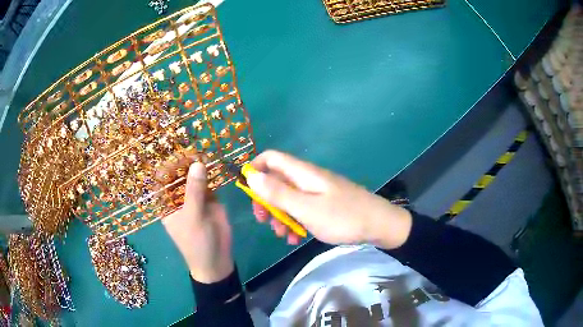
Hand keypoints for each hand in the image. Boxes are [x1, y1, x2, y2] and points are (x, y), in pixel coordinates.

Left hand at [162, 162, 233, 282]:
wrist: (217, 260)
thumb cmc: (196, 242)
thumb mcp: (193, 217)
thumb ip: (194, 191)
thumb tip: (197, 164)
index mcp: (167, 203)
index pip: (163, 179)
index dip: (169, 166)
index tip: (178, 154)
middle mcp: (178, 197)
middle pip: (180, 175)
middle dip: (186, 163)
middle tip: (194, 150)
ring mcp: (194, 198)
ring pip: (195, 177)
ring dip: (199, 165)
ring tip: (204, 152)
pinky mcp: (210, 200)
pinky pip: (209, 183)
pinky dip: (212, 173)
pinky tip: (214, 163)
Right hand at [246, 150, 412, 248]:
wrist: (380, 226)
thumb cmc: (343, 217)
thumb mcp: (307, 208)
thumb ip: (278, 193)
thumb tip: (250, 175)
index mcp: (302, 173)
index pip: (271, 158)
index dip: (255, 169)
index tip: (247, 192)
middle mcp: (307, 179)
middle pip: (276, 180)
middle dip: (265, 200)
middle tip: (263, 220)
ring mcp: (316, 192)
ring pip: (288, 198)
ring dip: (280, 215)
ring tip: (282, 235)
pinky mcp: (324, 205)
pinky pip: (302, 209)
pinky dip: (295, 221)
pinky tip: (296, 238)